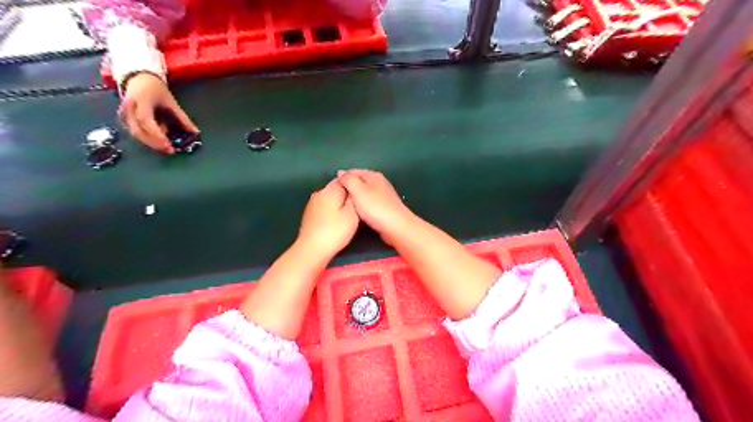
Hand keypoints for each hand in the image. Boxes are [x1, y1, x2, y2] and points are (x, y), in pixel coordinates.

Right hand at [119, 73, 198, 154]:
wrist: (138, 78)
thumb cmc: (155, 89)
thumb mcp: (171, 102)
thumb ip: (183, 119)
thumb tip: (195, 132)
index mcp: (141, 100)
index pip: (146, 120)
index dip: (156, 134)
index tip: (168, 144)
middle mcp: (128, 108)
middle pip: (138, 130)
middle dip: (154, 143)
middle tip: (170, 150)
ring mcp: (123, 114)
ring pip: (135, 134)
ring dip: (151, 142)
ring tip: (167, 146)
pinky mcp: (123, 119)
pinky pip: (134, 132)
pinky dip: (147, 138)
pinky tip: (159, 140)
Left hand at [299, 178, 359, 258]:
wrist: (311, 249)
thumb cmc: (335, 231)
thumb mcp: (352, 215)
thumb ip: (354, 199)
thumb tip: (354, 189)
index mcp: (330, 190)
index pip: (345, 179)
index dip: (355, 185)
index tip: (363, 193)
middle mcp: (319, 192)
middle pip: (336, 187)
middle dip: (347, 193)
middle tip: (358, 203)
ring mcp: (312, 203)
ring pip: (330, 197)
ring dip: (339, 201)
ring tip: (349, 212)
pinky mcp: (309, 213)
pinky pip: (324, 205)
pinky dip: (331, 209)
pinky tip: (336, 219)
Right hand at [338, 170, 413, 244]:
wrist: (396, 227)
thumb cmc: (375, 208)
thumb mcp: (358, 190)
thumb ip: (348, 179)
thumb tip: (340, 172)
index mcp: (373, 175)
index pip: (352, 171)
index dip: (341, 178)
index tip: (333, 189)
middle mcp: (380, 182)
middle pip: (359, 181)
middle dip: (348, 188)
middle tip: (338, 198)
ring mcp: (384, 195)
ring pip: (364, 192)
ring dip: (355, 197)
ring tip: (345, 206)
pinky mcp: (385, 206)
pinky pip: (369, 202)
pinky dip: (362, 205)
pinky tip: (358, 212)